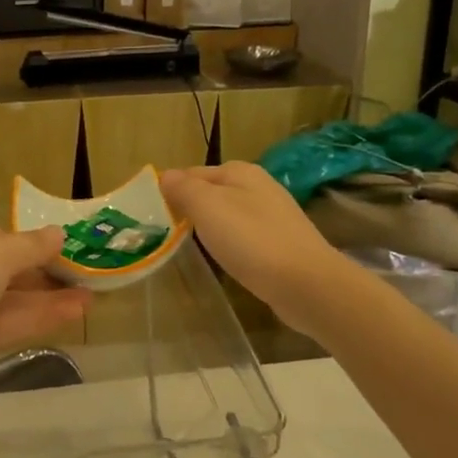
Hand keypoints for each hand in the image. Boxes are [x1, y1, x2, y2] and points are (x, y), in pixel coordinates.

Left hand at [0, 213, 92, 398]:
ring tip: (91, 299)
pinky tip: (72, 314)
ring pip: (5, 298)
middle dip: (43, 274)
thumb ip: (31, 246)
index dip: (28, 243)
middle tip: (84, 278)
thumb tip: (60, 234)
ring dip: (46, 298)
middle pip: (1, 267)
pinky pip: (1, 322)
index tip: (64, 251)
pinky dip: (34, 317)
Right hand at [160, 163, 346, 333]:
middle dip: (189, 209)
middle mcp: (258, 187)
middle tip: (166, 235)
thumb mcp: (208, 207)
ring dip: (209, 228)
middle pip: (211, 193)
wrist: (306, 284)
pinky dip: (230, 245)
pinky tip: (224, 260)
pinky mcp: (280, 244)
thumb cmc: (252, 241)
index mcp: (240, 172)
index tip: (151, 216)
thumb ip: (184, 189)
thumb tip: (165, 176)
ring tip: (189, 249)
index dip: (170, 190)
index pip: (192, 173)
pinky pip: (244, 237)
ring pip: (228, 216)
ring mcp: (273, 216)